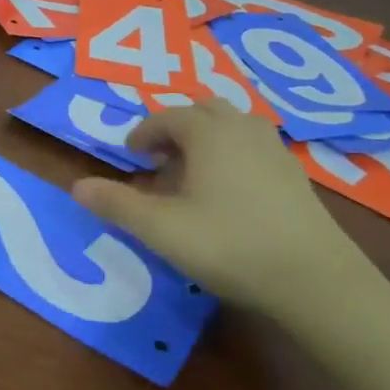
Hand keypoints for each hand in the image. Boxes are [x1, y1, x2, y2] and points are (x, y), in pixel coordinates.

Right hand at [70, 100, 386, 327]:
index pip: (167, 116)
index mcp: (208, 132)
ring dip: (207, 138)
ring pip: (233, 125)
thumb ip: (117, 204)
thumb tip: (75, 186)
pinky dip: (233, 154)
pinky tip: (230, 192)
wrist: (314, 278)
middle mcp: (242, 129)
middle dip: (176, 128)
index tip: (129, 155)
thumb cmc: (228, 244)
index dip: (143, 132)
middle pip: (203, 111)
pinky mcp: (295, 175)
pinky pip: (254, 146)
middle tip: (159, 159)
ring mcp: (274, 150)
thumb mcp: (161, 229)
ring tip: (193, 172)